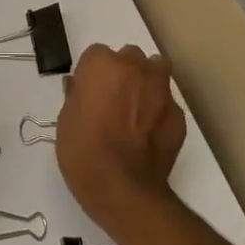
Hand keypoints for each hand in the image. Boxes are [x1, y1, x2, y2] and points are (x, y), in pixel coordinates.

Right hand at [56, 43, 185, 226]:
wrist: (123, 189)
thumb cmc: (83, 151)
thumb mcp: (65, 121)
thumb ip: (75, 96)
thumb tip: (78, 86)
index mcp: (102, 64)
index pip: (96, 55)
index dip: (92, 74)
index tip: (88, 94)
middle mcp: (135, 67)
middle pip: (130, 57)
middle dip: (123, 72)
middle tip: (113, 99)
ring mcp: (161, 90)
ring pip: (156, 71)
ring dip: (148, 82)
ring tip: (138, 109)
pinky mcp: (179, 116)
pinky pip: (168, 104)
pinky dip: (160, 112)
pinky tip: (151, 135)